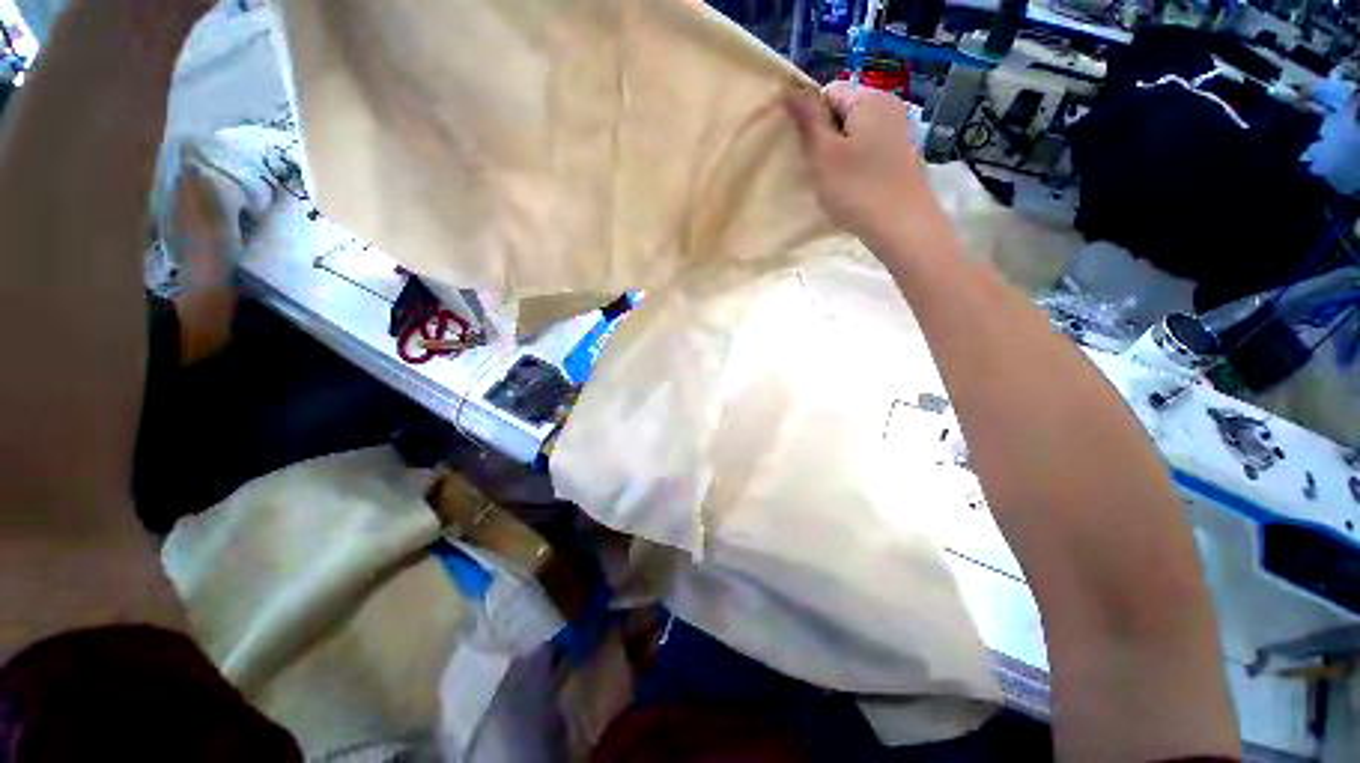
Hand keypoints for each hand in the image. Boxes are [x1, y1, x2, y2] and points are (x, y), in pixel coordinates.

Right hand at [787, 82, 956, 266]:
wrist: (902, 227)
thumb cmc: (858, 188)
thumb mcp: (824, 154)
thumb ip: (807, 121)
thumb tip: (790, 91)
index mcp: (870, 99)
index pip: (829, 93)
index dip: (811, 119)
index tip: (806, 150)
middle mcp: (889, 108)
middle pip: (843, 114)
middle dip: (824, 139)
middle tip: (817, 169)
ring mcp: (898, 134)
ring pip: (854, 137)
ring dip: (837, 156)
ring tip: (832, 183)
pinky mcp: (900, 158)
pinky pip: (868, 153)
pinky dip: (854, 167)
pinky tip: (851, 189)